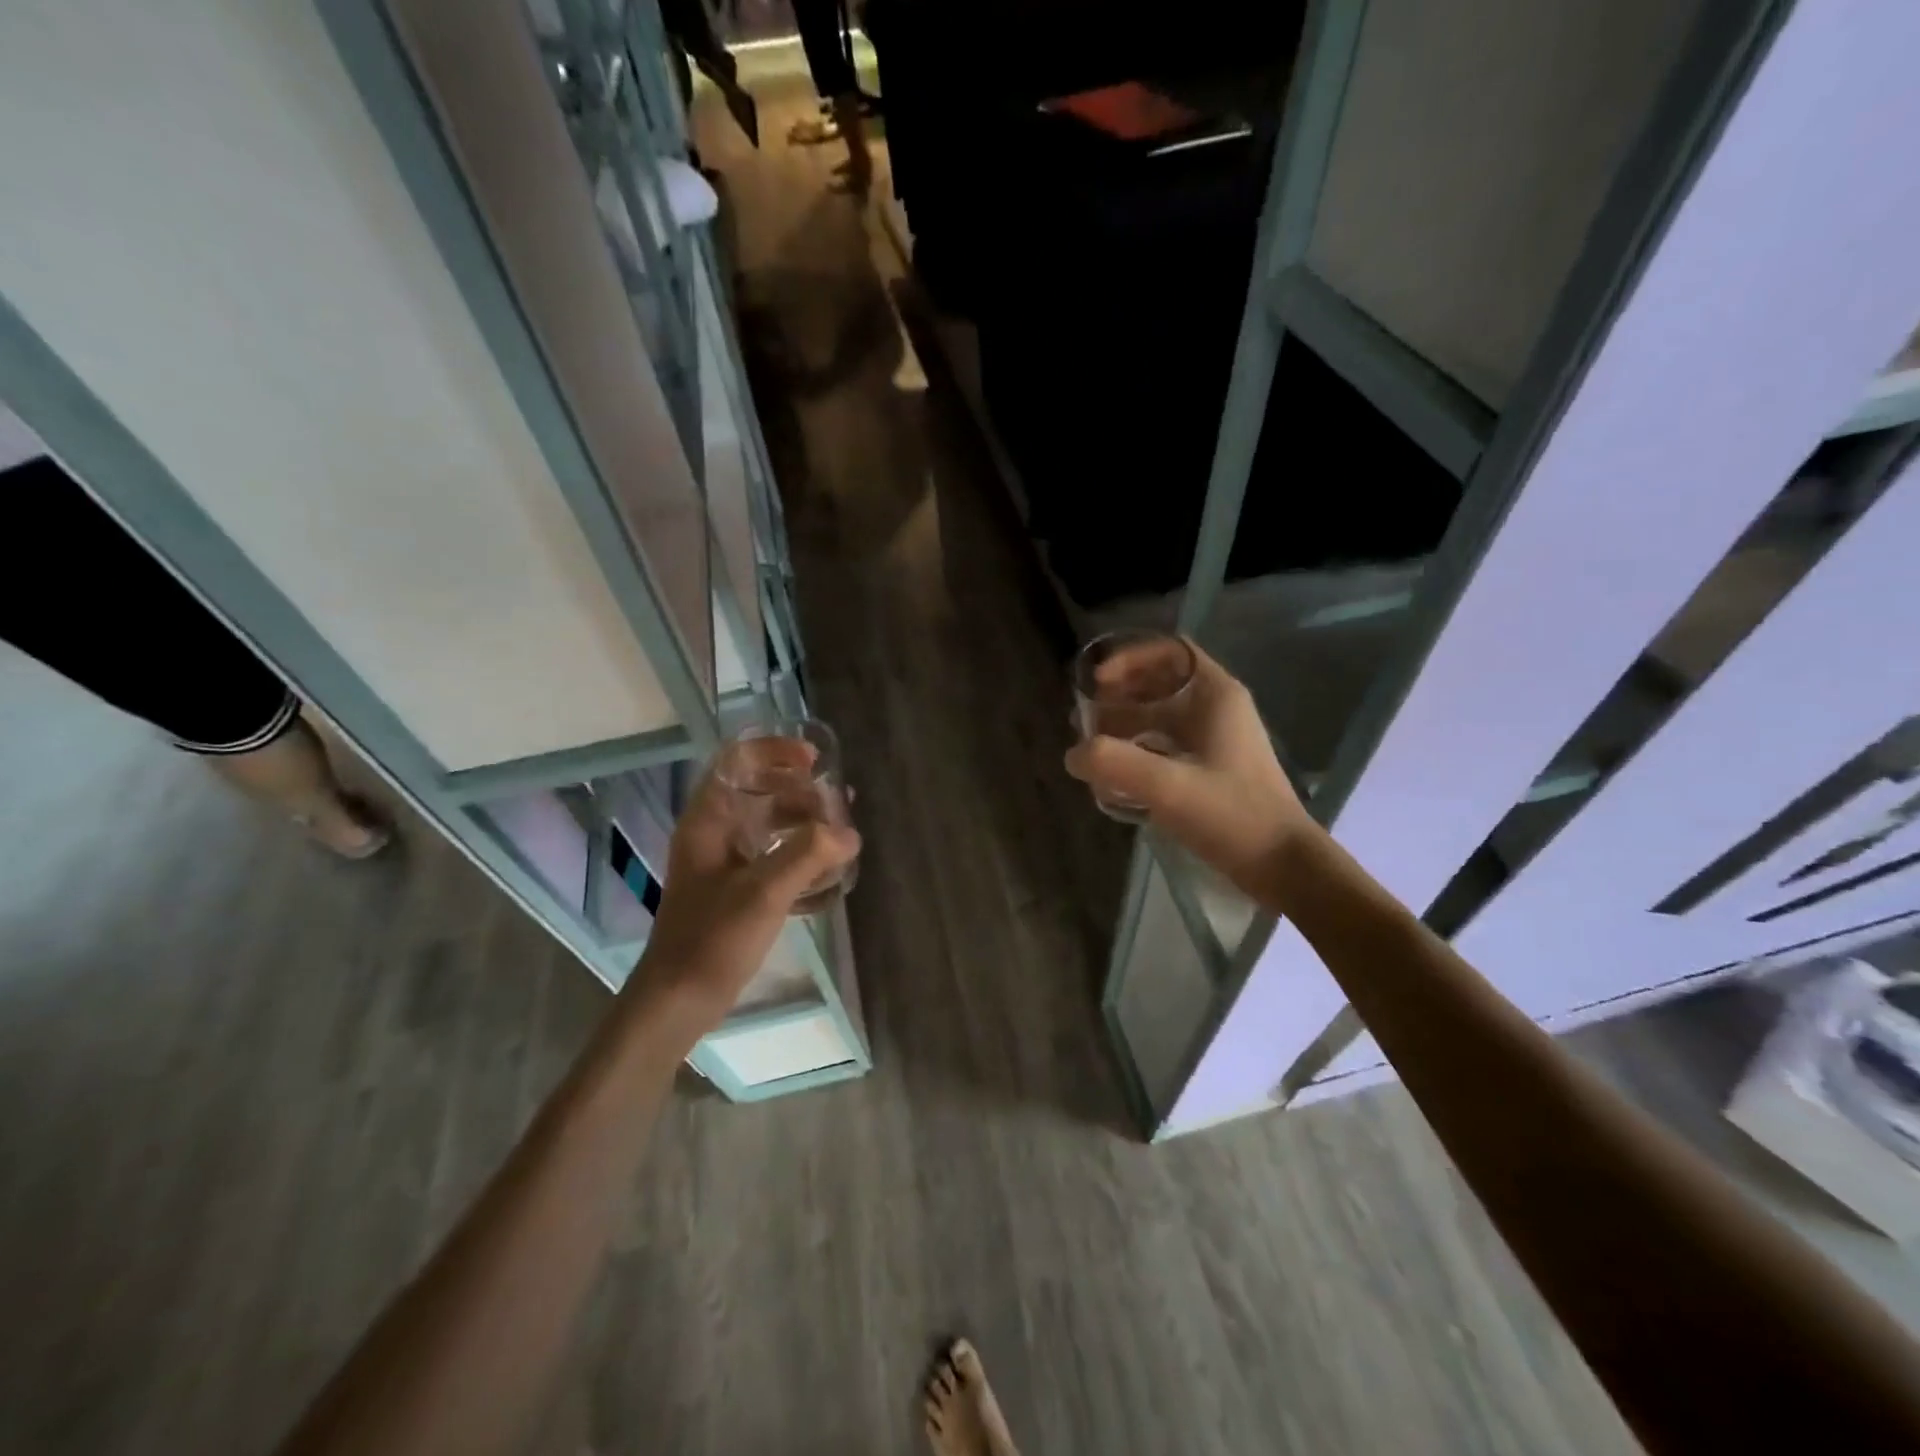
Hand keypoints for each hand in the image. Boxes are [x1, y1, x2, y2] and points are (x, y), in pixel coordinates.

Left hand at [628, 755, 859, 1032]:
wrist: (680, 999)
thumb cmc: (713, 938)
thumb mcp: (764, 892)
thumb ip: (808, 855)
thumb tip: (848, 832)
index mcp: (708, 821)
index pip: (737, 761)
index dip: (774, 752)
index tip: (814, 762)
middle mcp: (714, 834)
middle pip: (759, 791)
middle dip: (801, 792)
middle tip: (838, 803)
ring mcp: (725, 863)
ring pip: (769, 826)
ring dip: (805, 824)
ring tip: (842, 834)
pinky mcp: (736, 890)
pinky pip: (773, 858)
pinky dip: (800, 857)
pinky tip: (829, 873)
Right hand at [1064, 641, 1316, 895]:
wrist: (1284, 866)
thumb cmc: (1233, 816)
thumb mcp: (1168, 787)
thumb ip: (1114, 763)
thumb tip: (1073, 754)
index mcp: (1215, 695)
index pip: (1168, 651)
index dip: (1128, 659)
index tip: (1096, 683)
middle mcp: (1217, 709)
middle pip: (1159, 683)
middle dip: (1118, 696)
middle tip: (1084, 720)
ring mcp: (1216, 740)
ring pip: (1160, 716)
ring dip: (1124, 726)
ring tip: (1092, 749)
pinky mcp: (1212, 769)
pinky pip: (1166, 746)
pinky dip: (1138, 752)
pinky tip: (1115, 777)